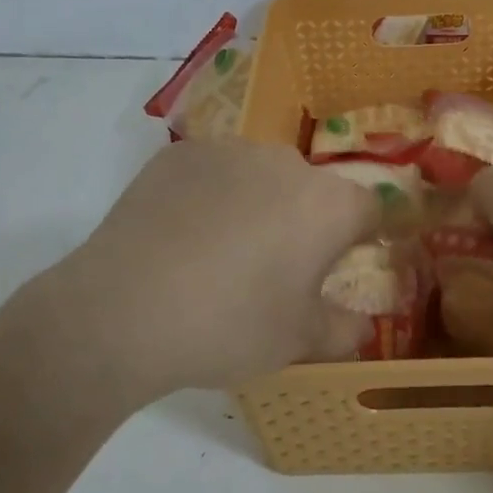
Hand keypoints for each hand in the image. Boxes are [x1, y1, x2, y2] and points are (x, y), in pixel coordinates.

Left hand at [26, 139, 379, 402]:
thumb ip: (344, 330)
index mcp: (327, 205)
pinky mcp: (180, 153)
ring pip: (262, 175)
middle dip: (307, 221)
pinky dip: (213, 195)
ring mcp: (229, 151)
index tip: (349, 259)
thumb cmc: (228, 325)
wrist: (122, 310)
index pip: (370, 208)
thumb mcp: (298, 341)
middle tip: (279, 267)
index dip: (366, 234)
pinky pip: (215, 171)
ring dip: (260, 203)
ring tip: (224, 251)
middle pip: (313, 189)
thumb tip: (364, 325)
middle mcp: (286, 163)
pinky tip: (184, 234)